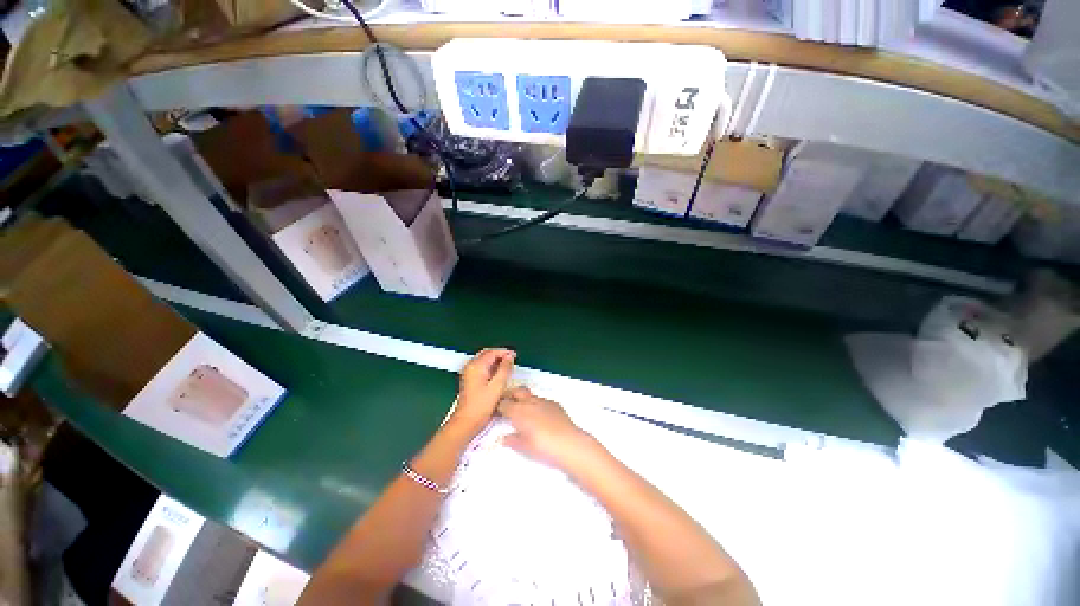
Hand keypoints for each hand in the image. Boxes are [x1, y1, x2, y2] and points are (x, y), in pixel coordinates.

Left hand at [451, 348, 515, 433]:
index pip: (492, 352)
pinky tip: (498, 374)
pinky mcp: (469, 380)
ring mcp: (469, 373)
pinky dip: (491, 367)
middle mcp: (470, 367)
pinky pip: (481, 367)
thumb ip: (505, 369)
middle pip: (487, 354)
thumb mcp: (498, 386)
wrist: (467, 421)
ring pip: (484, 360)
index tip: (514, 355)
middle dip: (500, 355)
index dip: (504, 352)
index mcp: (476, 366)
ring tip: (507, 366)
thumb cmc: (480, 407)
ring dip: (496, 361)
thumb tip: (509, 358)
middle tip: (511, 359)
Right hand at [498, 387, 591, 467]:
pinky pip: (541, 400)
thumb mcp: (524, 447)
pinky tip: (540, 416)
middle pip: (515, 391)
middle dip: (509, 395)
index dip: (497, 406)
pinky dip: (536, 405)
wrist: (568, 443)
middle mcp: (529, 402)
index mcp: (518, 411)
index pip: (503, 403)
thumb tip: (504, 438)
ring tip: (523, 411)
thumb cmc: (542, 447)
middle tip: (507, 404)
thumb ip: (512, 440)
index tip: (495, 412)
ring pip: (529, 394)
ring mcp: (543, 401)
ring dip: (523, 399)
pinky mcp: (554, 403)